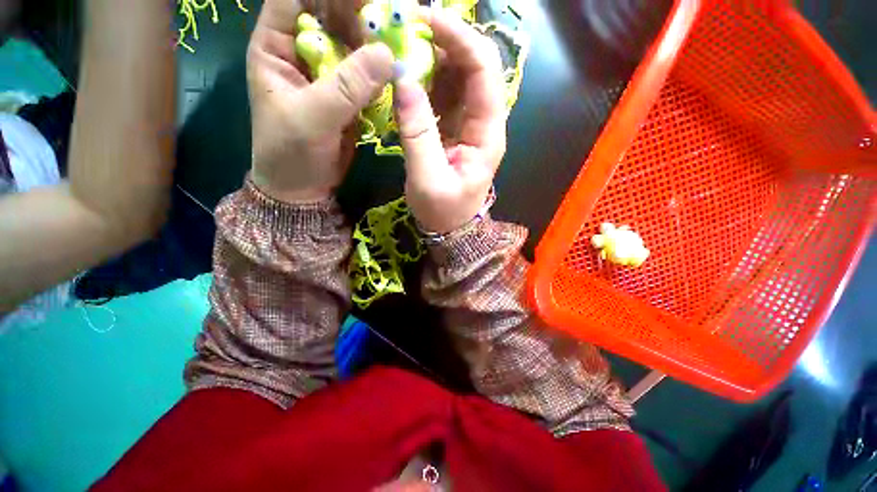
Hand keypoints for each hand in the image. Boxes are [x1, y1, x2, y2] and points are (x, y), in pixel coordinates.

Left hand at [248, 0, 393, 202]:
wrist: (304, 188)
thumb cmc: (292, 153)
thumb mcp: (312, 118)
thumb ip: (345, 87)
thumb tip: (387, 55)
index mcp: (277, 45)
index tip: (367, 1)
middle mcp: (304, 51)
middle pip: (334, 16)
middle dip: (364, 16)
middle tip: (397, 22)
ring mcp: (329, 74)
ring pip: (356, 45)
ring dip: (379, 45)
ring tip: (405, 47)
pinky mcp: (349, 95)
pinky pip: (369, 76)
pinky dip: (385, 74)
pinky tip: (401, 73)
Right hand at [394, 8, 506, 233]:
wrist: (451, 228)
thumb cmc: (443, 211)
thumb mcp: (427, 179)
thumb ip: (417, 132)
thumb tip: (402, 79)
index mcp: (487, 134)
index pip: (484, 71)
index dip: (459, 39)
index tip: (424, 20)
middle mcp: (485, 122)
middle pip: (474, 67)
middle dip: (445, 43)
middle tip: (406, 34)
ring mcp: (471, 124)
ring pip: (459, 77)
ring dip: (433, 60)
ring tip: (402, 54)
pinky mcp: (456, 129)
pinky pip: (445, 94)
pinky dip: (427, 81)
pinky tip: (408, 81)